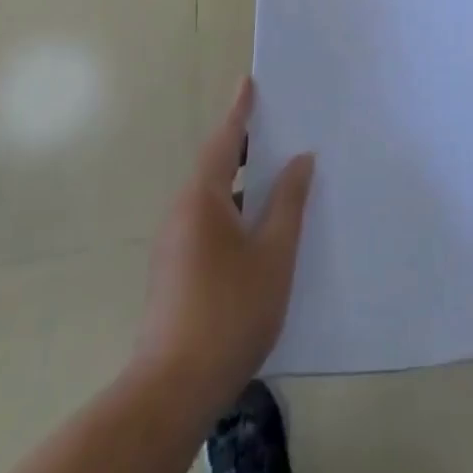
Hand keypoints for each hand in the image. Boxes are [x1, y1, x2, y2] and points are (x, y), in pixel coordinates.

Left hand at [136, 77, 313, 411]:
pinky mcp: (175, 272)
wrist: (172, 390)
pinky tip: (260, 230)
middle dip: (245, 145)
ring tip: (278, 177)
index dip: (241, 110)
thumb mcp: (274, 253)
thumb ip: (288, 202)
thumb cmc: (230, 311)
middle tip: (278, 127)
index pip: (226, 140)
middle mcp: (182, 212)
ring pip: (213, 198)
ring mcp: (174, 244)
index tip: (249, 82)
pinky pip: (209, 222)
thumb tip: (300, 160)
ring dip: (243, 182)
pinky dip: (235, 210)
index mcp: (203, 198)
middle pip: (217, 166)